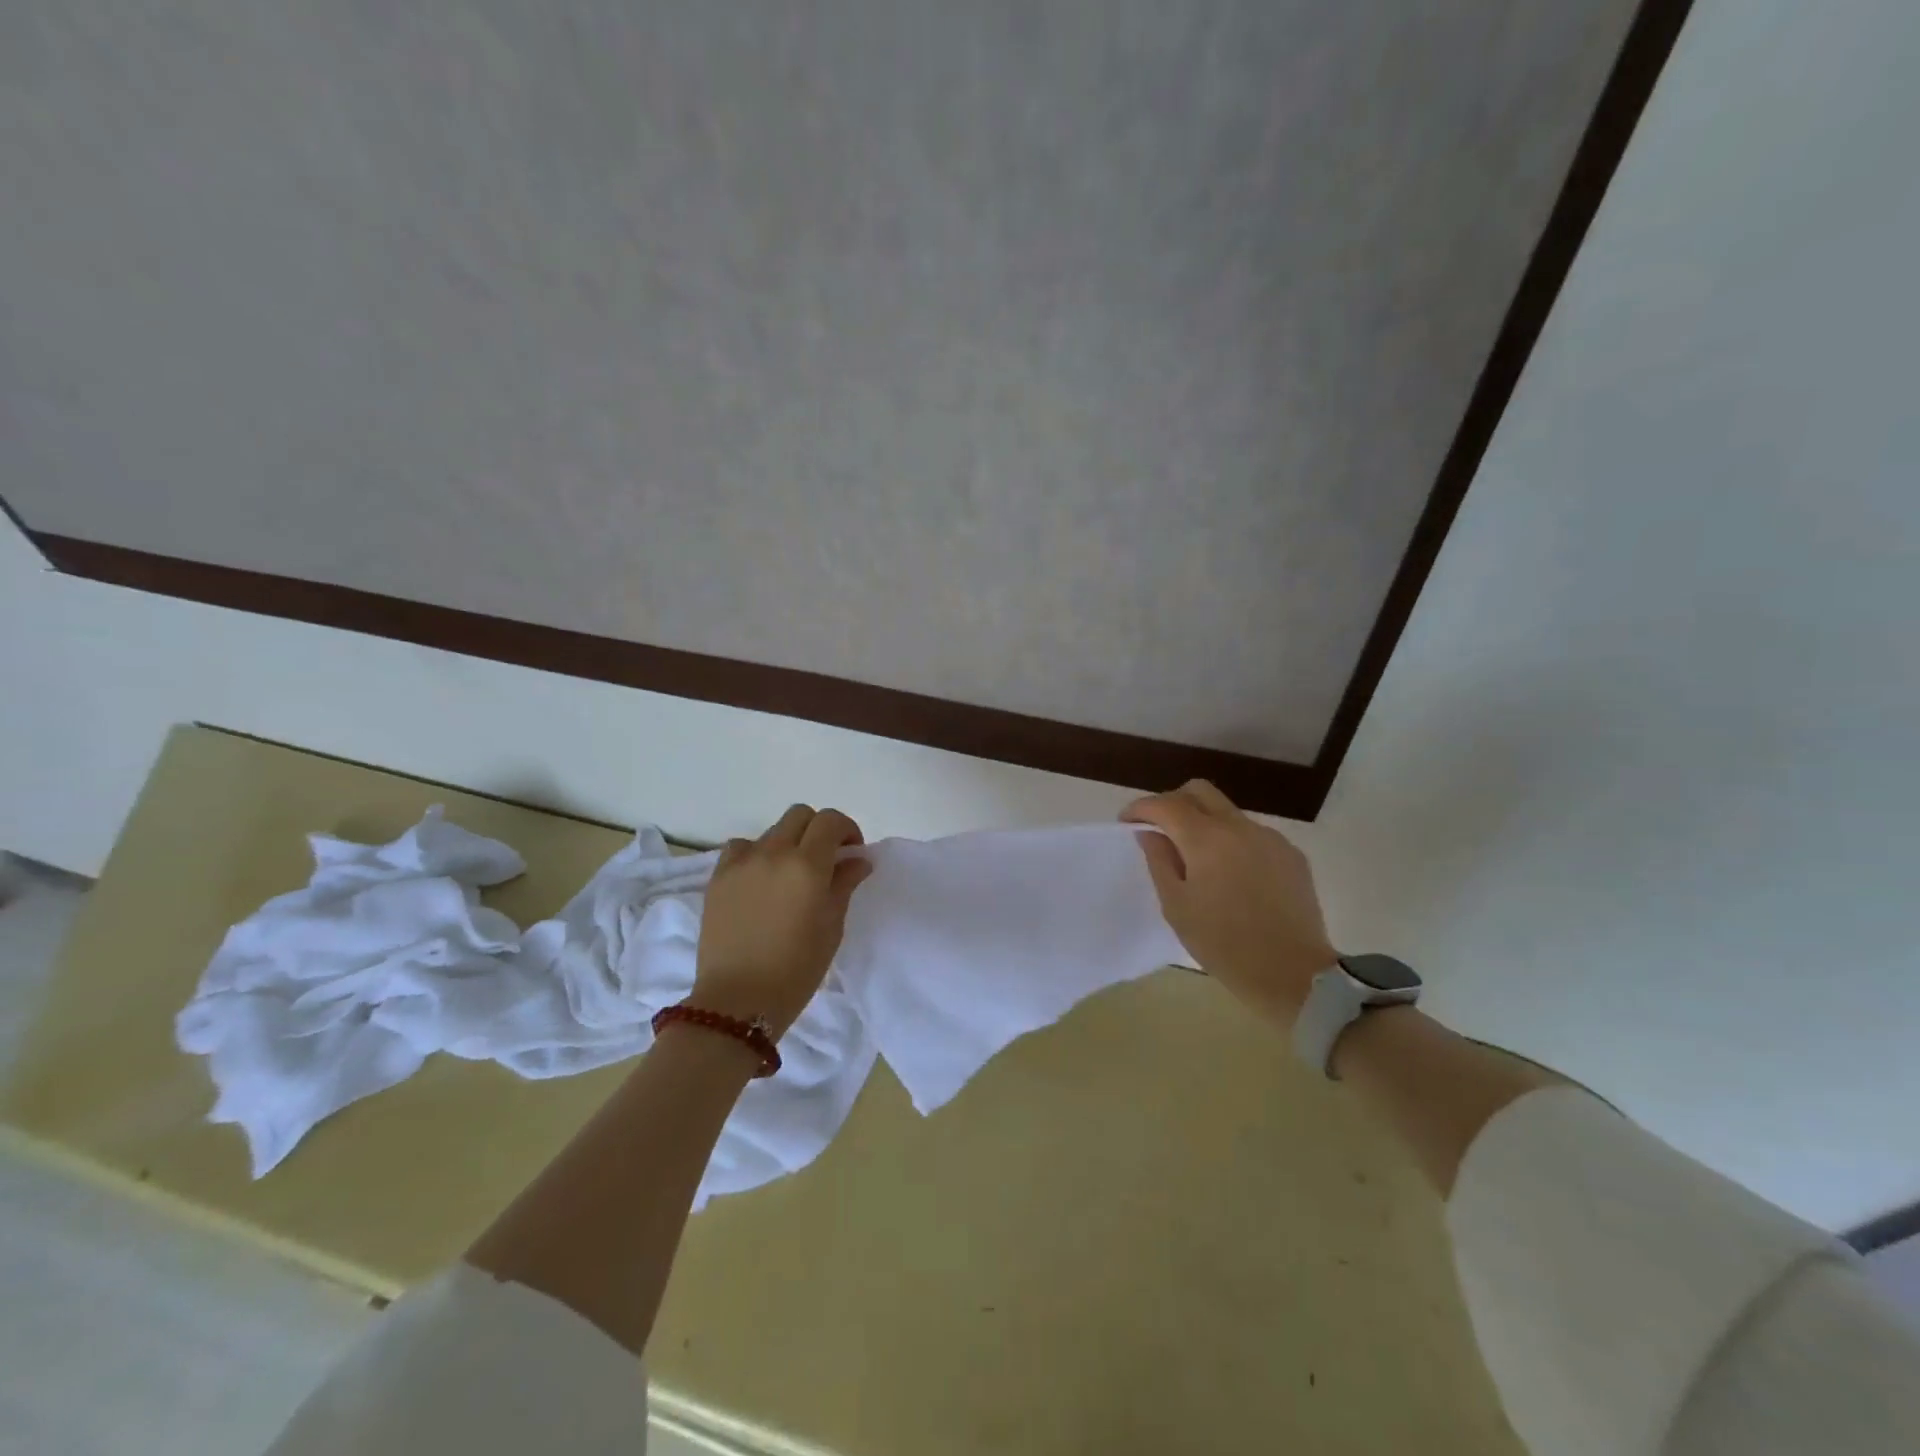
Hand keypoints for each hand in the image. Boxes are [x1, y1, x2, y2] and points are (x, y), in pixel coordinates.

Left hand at [693, 805, 871, 1039]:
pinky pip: (740, 848)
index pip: (831, 821)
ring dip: (787, 842)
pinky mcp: (717, 877)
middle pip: (800, 815)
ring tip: (789, 874)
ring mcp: (741, 863)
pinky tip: (759, 880)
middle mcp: (773, 853)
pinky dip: (756, 854)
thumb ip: (844, 884)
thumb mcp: (832, 927)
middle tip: (825, 859)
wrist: (738, 1001)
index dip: (846, 829)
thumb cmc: (796, 969)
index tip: (851, 852)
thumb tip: (858, 860)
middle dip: (818, 830)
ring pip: (771, 830)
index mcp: (807, 865)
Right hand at [1122, 779, 1337, 1031]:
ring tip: (1197, 859)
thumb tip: (1150, 833)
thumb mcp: (1177, 907)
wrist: (1295, 974)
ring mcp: (1270, 838)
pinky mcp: (1291, 855)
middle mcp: (1239, 827)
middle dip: (1173, 802)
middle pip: (1200, 791)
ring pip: (1228, 812)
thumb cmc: (1224, 945)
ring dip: (1205, 823)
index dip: (1141, 808)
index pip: (1165, 804)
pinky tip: (1232, 876)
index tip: (1127, 822)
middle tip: (1160, 829)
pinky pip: (1253, 835)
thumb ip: (1159, 861)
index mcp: (1206, 839)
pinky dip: (1232, 842)